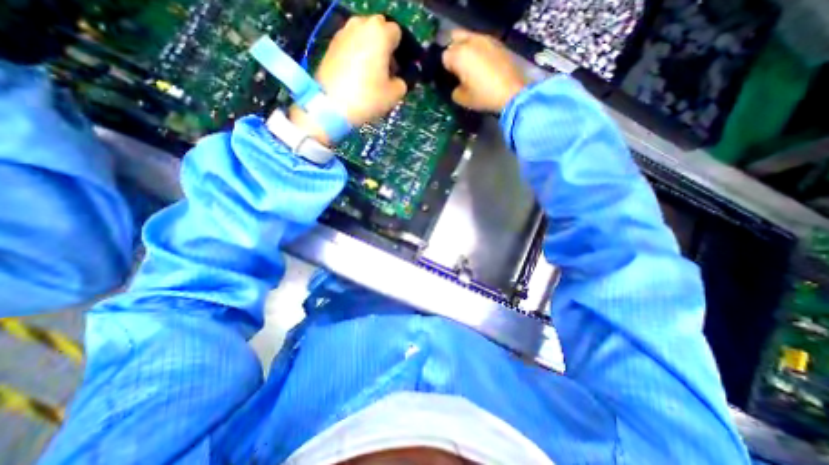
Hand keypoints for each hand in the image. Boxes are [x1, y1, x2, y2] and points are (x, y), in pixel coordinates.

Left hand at [290, 15, 406, 143]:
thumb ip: (402, 82)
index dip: (400, 53)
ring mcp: (344, 32)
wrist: (331, 105)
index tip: (398, 71)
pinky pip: (351, 44)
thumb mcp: (394, 95)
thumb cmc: (367, 97)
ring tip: (370, 74)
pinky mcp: (331, 44)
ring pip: (364, 36)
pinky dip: (356, 54)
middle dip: (385, 48)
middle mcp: (361, 25)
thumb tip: (399, 79)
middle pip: (379, 30)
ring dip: (370, 50)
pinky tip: (356, 75)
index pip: (398, 34)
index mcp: (380, 33)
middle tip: (385, 71)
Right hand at [440, 30, 523, 112]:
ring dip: (467, 49)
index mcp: (459, 55)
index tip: (452, 79)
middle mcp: (471, 42)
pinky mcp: (498, 43)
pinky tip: (483, 66)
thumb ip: (454, 90)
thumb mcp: (462, 99)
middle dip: (454, 52)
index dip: (447, 69)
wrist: (512, 93)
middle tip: (458, 69)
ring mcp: (486, 40)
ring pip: (469, 38)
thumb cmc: (484, 96)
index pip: (444, 56)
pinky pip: (483, 42)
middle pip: (454, 39)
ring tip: (471, 67)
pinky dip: (479, 51)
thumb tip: (455, 86)